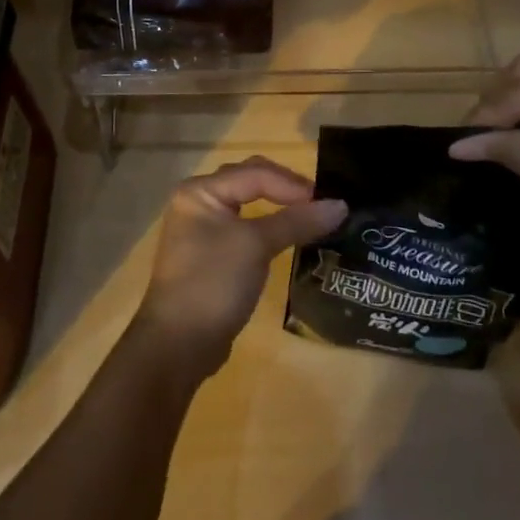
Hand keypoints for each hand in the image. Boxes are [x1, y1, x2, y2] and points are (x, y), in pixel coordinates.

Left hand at [134, 156, 347, 379]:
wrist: (178, 345)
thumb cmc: (213, 282)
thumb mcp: (256, 246)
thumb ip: (297, 221)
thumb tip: (341, 205)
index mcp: (201, 191)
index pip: (255, 173)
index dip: (293, 185)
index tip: (329, 202)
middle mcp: (198, 202)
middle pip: (250, 181)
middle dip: (286, 189)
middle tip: (321, 204)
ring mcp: (202, 229)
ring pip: (248, 205)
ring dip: (279, 207)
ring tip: (311, 216)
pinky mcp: (211, 255)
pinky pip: (245, 229)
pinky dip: (268, 228)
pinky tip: (288, 237)